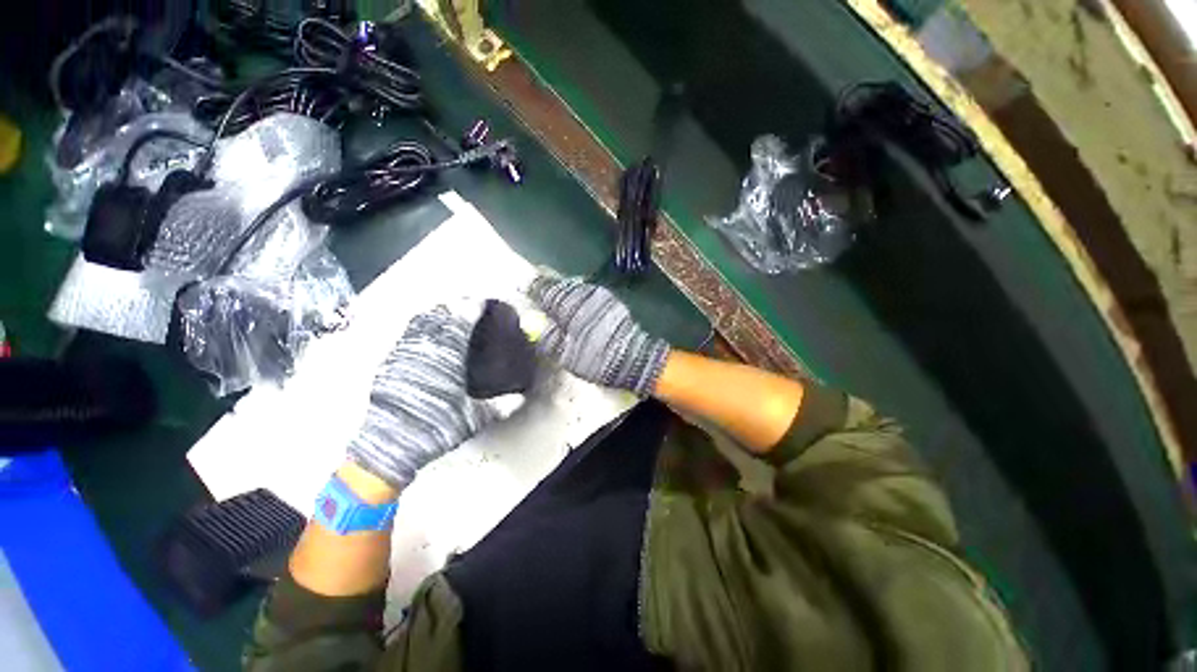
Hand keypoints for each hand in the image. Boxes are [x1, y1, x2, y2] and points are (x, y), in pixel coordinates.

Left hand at [347, 306, 501, 488]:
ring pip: (420, 320)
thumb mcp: (473, 419)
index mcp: (449, 350)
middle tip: (466, 308)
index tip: (483, 302)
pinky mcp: (389, 361)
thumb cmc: (436, 426)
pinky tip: (422, 343)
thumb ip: (498, 406)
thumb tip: (520, 400)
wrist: (391, 439)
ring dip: (434, 315)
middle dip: (454, 306)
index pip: (464, 315)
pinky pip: (406, 336)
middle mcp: (425, 342)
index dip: (475, 305)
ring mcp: (403, 349)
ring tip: (444, 319)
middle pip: (441, 312)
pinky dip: (418, 332)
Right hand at [527, 276, 669, 394]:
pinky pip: (586, 293)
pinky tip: (573, 308)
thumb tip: (531, 322)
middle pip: (560, 285)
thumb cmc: (598, 358)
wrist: (636, 358)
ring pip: (574, 288)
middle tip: (536, 293)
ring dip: (563, 293)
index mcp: (570, 304)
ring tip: (553, 301)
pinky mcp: (611, 300)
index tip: (523, 290)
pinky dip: (576, 298)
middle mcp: (584, 293)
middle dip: (547, 289)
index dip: (532, 290)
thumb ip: (547, 336)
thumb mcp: (566, 354)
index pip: (545, 290)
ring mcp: (600, 294)